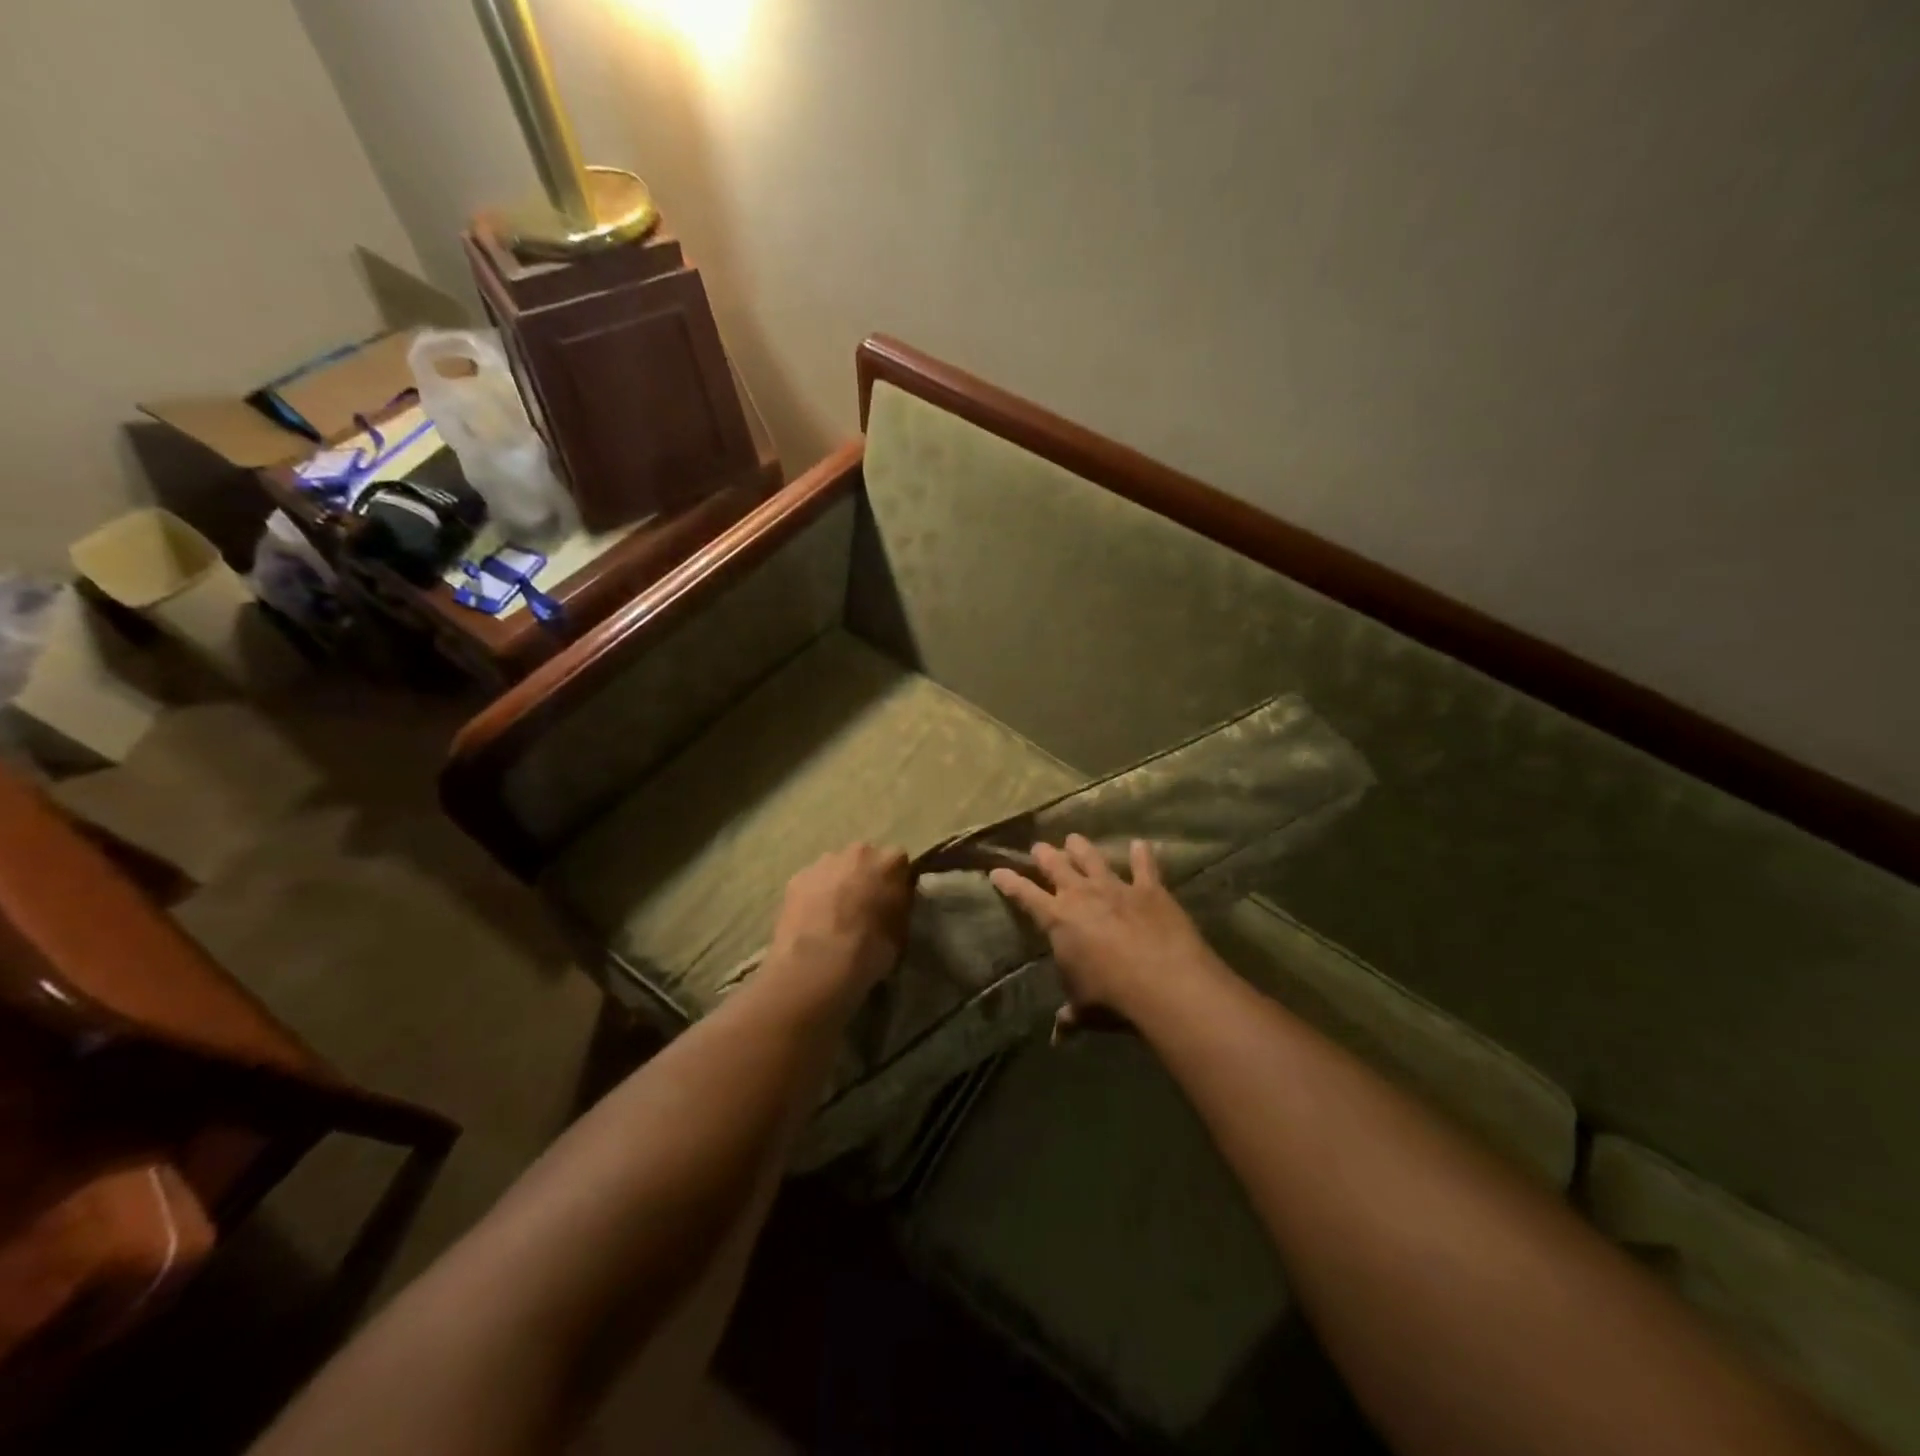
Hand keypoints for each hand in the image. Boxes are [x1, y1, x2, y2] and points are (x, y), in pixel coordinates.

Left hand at [768, 843, 911, 1004]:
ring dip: (839, 884)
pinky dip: (814, 896)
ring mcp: (824, 862)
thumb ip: (900, 905)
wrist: (817, 965)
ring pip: (837, 868)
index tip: (893, 902)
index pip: (900, 863)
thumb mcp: (902, 931)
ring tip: (834, 917)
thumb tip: (894, 900)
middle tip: (863, 907)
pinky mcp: (797, 878)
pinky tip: (813, 922)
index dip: (897, 882)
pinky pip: (813, 883)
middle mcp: (859, 852)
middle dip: (866, 877)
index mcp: (891, 861)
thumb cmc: (871, 950)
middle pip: (866, 859)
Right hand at [990, 835, 1221, 1027]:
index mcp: (1057, 919)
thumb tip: (1059, 1036)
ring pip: (1093, 858)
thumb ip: (1070, 1016)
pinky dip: (1142, 855)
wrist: (1163, 981)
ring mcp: (1116, 888)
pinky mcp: (1149, 889)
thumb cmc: (1111, 997)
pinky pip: (1144, 866)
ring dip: (1082, 848)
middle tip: (1038, 847)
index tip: (997, 870)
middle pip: (1056, 865)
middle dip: (1044, 855)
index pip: (1024, 894)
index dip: (1008, 881)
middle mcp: (1082, 894)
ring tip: (1074, 838)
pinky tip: (1141, 844)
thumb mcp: (1084, 1009)